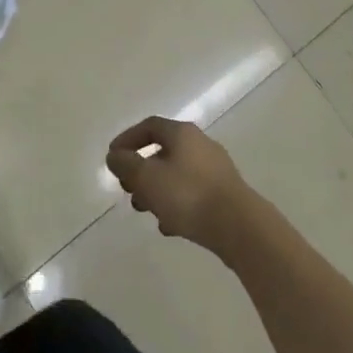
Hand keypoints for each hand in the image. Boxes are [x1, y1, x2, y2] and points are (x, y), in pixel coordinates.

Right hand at [105, 117, 262, 254]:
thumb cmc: (188, 195)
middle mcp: (200, 145)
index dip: (128, 139)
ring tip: (145, 210)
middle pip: (163, 151)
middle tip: (127, 189)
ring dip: (156, 190)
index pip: (149, 126)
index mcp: (182, 134)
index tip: (113, 158)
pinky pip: (192, 194)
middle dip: (141, 171)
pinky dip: (176, 205)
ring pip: (177, 175)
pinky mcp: (224, 194)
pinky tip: (168, 226)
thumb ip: (126, 165)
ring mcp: (215, 169)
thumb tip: (114, 155)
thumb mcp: (147, 178)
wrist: (239, 226)